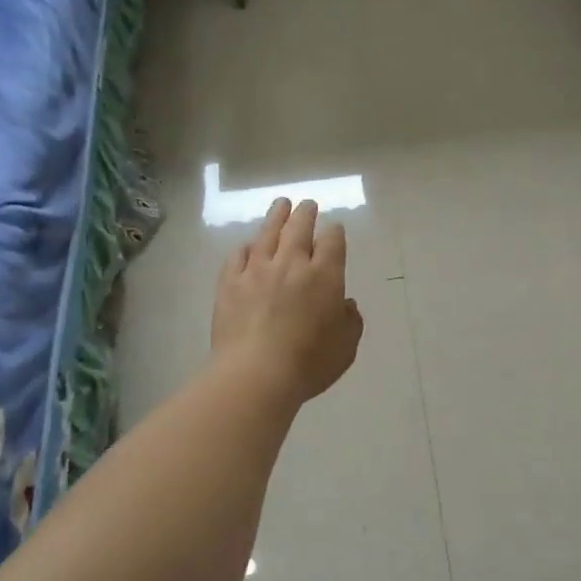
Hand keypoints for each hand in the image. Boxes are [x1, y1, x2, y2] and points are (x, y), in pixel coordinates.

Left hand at [211, 198, 363, 403]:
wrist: (256, 374)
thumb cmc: (309, 364)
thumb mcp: (346, 347)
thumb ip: (350, 321)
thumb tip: (344, 304)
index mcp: (325, 276)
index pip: (332, 241)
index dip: (334, 232)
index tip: (334, 229)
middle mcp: (291, 264)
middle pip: (299, 228)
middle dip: (306, 213)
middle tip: (307, 205)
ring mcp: (257, 271)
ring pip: (267, 234)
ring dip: (277, 217)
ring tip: (281, 205)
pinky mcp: (230, 284)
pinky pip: (238, 256)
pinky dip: (246, 247)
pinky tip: (249, 246)